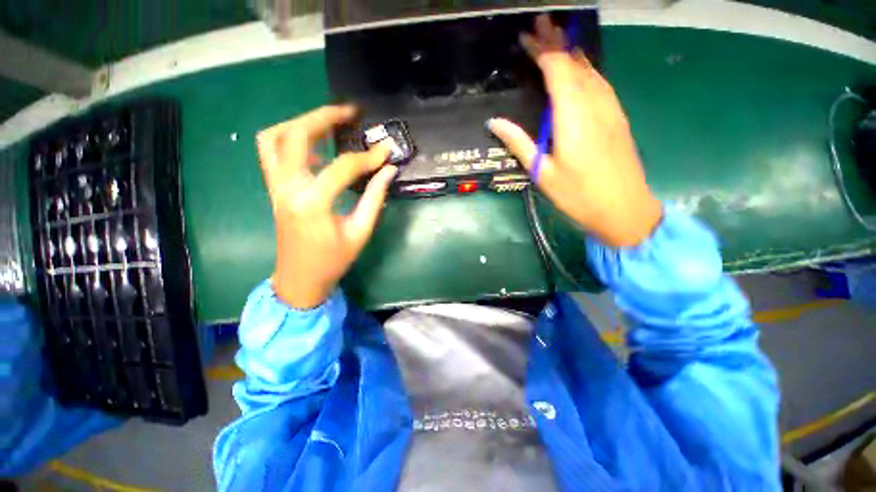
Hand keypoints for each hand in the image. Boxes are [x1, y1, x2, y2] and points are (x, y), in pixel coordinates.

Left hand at [257, 105, 396, 308]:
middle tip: (350, 112)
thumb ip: (375, 198)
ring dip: (301, 123)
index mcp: (313, 202)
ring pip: (274, 137)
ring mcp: (275, 186)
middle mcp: (287, 187)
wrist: (300, 279)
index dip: (368, 157)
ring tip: (328, 122)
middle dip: (324, 116)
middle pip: (296, 134)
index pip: (343, 166)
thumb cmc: (333, 260)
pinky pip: (271, 153)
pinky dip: (289, 140)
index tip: (386, 151)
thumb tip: (389, 171)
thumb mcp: (360, 231)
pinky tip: (314, 147)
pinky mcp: (274, 189)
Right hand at [488, 15, 661, 247]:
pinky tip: (579, 70)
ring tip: (556, 41)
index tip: (527, 38)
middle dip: (557, 42)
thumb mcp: (543, 173)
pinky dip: (586, 69)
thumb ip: (520, 144)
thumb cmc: (578, 196)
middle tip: (540, 25)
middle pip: (576, 64)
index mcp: (574, 119)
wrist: (624, 209)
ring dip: (572, 53)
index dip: (543, 51)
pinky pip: (601, 83)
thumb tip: (495, 122)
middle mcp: (595, 106)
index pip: (559, 72)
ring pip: (592, 70)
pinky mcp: (617, 117)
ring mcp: (611, 110)